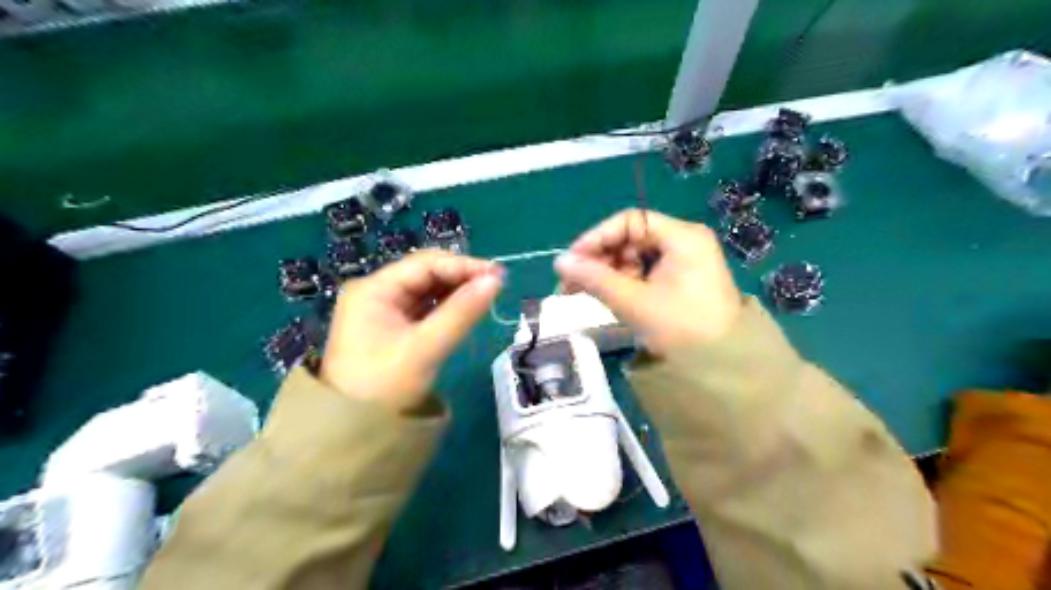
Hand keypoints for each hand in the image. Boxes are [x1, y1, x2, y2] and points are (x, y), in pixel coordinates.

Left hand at [320, 251, 503, 411]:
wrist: (352, 432)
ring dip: (455, 291)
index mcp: (374, 289)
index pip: (425, 264)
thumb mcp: (426, 348)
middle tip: (496, 285)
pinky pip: (423, 307)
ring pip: (426, 290)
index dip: (463, 266)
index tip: (497, 275)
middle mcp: (375, 292)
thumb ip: (461, 312)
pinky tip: (466, 309)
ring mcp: (381, 309)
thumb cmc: (384, 386)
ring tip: (487, 295)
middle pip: (425, 273)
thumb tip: (495, 281)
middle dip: (461, 277)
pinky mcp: (390, 326)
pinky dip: (445, 307)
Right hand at [553, 208, 741, 353]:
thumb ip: (595, 279)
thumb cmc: (682, 328)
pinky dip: (622, 283)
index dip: (597, 237)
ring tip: (580, 292)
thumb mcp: (634, 301)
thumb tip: (559, 262)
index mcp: (682, 236)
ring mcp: (683, 262)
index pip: (630, 221)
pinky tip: (604, 296)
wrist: (723, 367)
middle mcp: (684, 242)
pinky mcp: (680, 281)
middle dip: (599, 259)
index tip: (572, 260)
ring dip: (607, 273)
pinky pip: (644, 273)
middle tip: (570, 282)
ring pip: (634, 257)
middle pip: (631, 238)